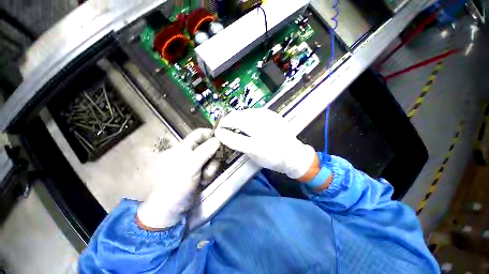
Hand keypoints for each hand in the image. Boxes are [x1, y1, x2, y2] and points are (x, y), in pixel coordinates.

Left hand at [137, 129, 220, 228]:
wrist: (172, 208)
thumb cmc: (177, 184)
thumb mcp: (191, 165)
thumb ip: (205, 150)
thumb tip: (219, 139)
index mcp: (185, 146)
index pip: (200, 133)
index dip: (211, 134)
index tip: (222, 140)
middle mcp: (192, 153)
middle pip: (210, 146)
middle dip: (214, 155)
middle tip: (213, 163)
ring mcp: (197, 163)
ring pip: (212, 158)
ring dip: (212, 167)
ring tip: (205, 178)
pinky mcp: (202, 172)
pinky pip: (212, 167)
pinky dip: (210, 173)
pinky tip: (205, 181)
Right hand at [215, 109, 314, 178]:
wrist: (293, 154)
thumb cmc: (272, 159)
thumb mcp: (254, 157)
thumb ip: (239, 145)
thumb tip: (226, 135)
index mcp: (257, 147)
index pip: (233, 138)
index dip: (222, 134)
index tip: (217, 132)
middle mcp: (262, 130)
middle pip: (238, 120)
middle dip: (226, 121)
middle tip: (222, 124)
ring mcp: (268, 119)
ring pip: (244, 113)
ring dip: (235, 116)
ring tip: (231, 120)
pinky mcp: (272, 114)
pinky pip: (253, 111)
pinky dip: (245, 114)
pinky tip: (244, 118)